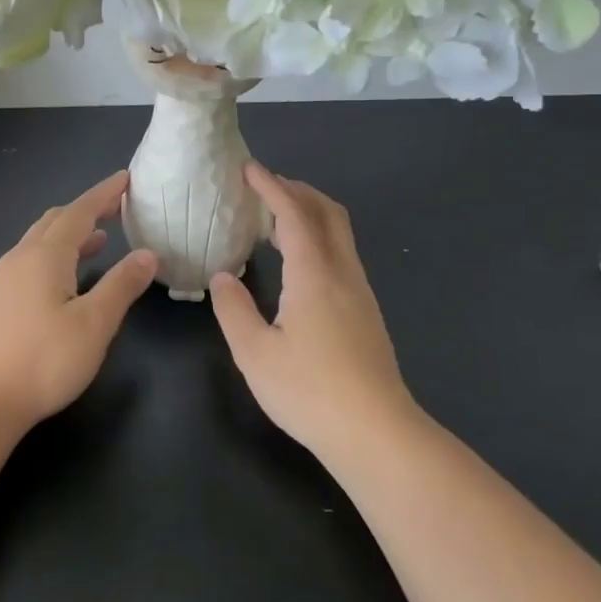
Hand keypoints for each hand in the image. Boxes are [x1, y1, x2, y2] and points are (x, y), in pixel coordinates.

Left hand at [0, 172, 156, 428]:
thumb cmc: (43, 359)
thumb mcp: (94, 323)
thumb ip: (122, 285)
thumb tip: (147, 254)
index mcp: (46, 255)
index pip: (80, 211)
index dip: (105, 194)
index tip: (127, 179)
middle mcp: (22, 257)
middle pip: (56, 220)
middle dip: (87, 209)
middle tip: (117, 207)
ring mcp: (5, 279)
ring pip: (41, 241)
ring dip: (71, 233)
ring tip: (100, 238)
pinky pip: (32, 260)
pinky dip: (56, 254)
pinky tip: (67, 277)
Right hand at [210, 163, 417, 458]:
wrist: (376, 434)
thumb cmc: (310, 392)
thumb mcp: (255, 353)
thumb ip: (233, 309)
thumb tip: (223, 277)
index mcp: (314, 274)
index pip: (293, 213)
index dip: (271, 185)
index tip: (248, 168)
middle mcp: (342, 272)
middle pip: (327, 211)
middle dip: (296, 189)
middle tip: (262, 188)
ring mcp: (360, 291)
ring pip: (339, 232)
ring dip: (309, 212)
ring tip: (274, 220)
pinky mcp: (366, 311)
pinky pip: (341, 253)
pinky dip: (318, 236)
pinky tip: (297, 262)